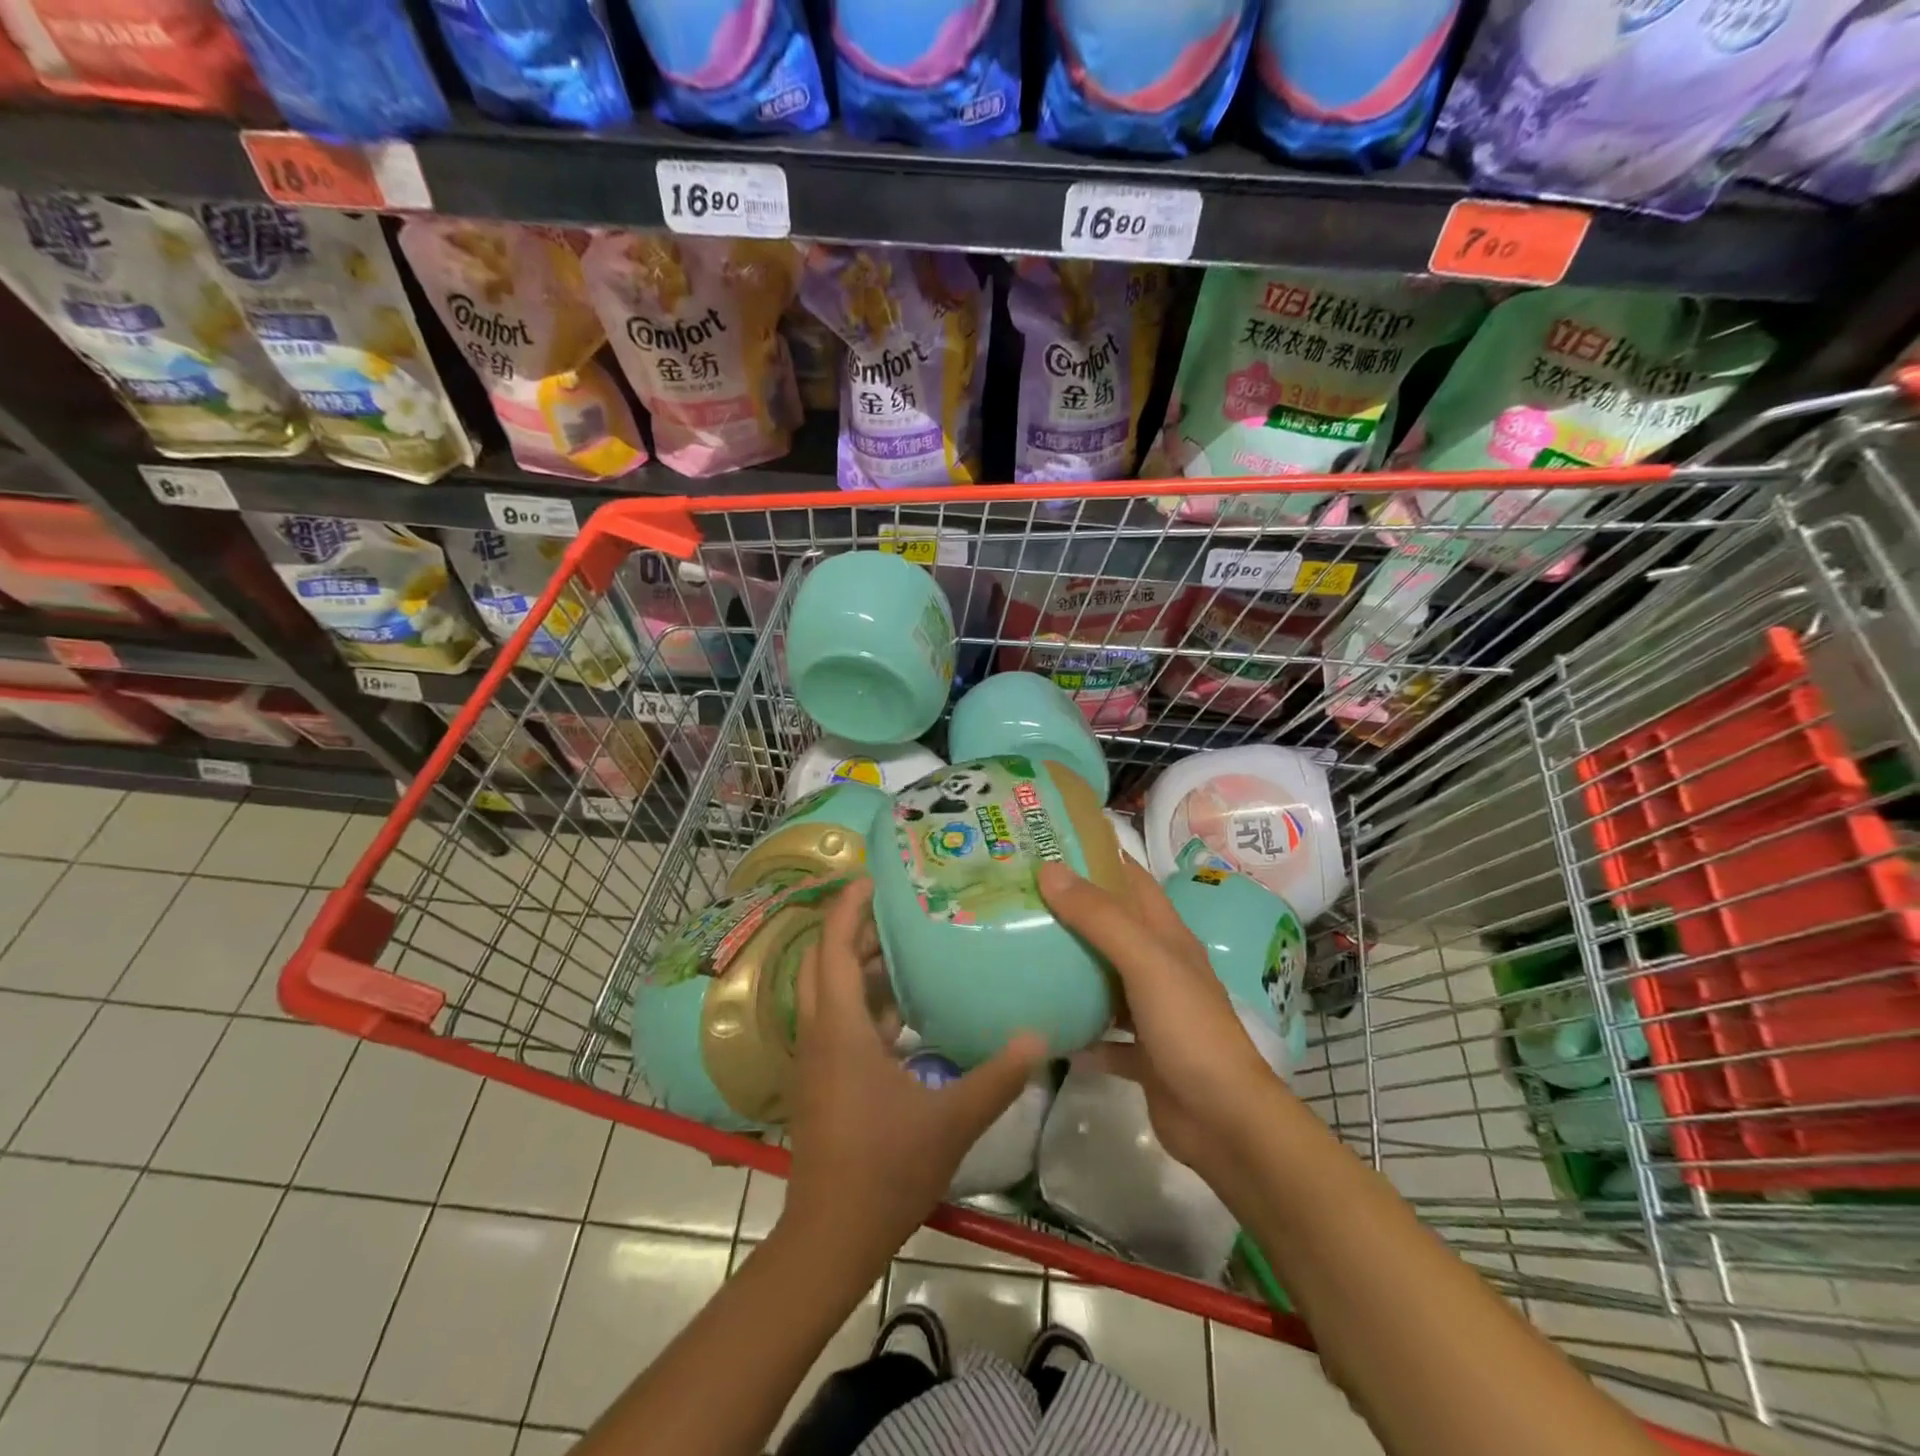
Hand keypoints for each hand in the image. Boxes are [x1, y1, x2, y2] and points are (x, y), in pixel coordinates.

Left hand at [778, 878, 1045, 1278]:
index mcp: (840, 1030)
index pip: (835, 948)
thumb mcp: (950, 1121)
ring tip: (908, 944)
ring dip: (860, 965)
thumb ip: (997, 1076)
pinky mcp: (822, 1081)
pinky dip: (865, 1002)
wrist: (829, 1238)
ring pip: (830, 992)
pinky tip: (905, 1010)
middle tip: (899, 905)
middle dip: (855, 928)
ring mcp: (816, 1059)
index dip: (849, 907)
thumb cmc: (884, 1170)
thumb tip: (1040, 1036)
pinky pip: (838, 1021)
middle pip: (826, 962)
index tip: (873, 876)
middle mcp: (819, 1034)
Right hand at [1038, 860, 1279, 1181]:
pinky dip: (1078, 1031)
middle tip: (1020, 895)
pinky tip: (1043, 1026)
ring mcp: (1152, 1012)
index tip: (1049, 842)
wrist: (1225, 1123)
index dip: (1097, 856)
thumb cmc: (1190, 1030)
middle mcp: (1160, 967)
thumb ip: (1100, 918)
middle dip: (1072, 909)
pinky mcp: (1142, 1054)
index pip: (1132, 879)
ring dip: (1071, 968)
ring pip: (1104, 979)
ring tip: (1020, 950)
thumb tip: (1049, 870)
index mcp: (1167, 936)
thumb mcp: (1146, 963)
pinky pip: (1102, 1035)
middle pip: (1112, 927)